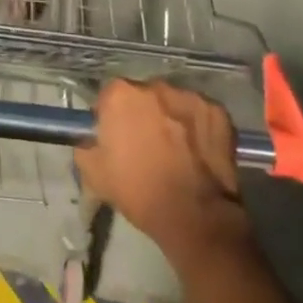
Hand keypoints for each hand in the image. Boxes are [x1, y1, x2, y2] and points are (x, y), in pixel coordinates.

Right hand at [75, 79, 253, 267]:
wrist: (195, 216)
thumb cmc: (140, 192)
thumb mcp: (93, 175)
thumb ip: (85, 146)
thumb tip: (91, 138)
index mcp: (120, 95)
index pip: (109, 96)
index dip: (111, 117)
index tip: (116, 138)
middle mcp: (154, 86)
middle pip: (142, 95)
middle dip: (142, 114)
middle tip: (146, 144)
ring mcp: (188, 96)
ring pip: (172, 102)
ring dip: (170, 118)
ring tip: (176, 149)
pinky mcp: (217, 110)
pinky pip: (200, 113)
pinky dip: (197, 127)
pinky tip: (198, 151)